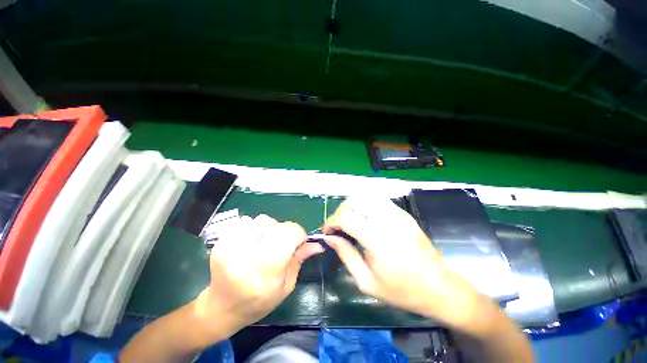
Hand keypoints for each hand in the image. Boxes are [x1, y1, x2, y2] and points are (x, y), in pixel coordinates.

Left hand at [196, 214, 323, 336]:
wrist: (221, 307)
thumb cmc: (258, 302)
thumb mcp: (285, 285)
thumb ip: (299, 259)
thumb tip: (317, 244)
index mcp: (266, 270)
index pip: (290, 233)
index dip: (299, 234)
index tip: (298, 243)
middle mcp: (247, 255)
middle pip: (278, 225)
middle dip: (286, 232)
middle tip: (281, 246)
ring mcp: (231, 246)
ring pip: (263, 220)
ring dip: (269, 228)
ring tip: (265, 243)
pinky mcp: (221, 241)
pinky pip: (245, 221)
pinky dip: (253, 228)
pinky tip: (251, 242)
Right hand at [323, 197, 481, 329]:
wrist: (439, 287)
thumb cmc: (402, 290)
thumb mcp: (367, 281)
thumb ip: (346, 254)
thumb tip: (329, 238)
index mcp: (378, 239)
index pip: (346, 217)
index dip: (331, 222)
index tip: (327, 232)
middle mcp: (387, 220)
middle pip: (354, 202)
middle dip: (340, 212)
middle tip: (337, 228)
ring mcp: (397, 213)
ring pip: (365, 197)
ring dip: (351, 206)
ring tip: (349, 221)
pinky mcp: (403, 213)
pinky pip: (377, 200)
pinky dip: (364, 205)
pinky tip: (364, 219)